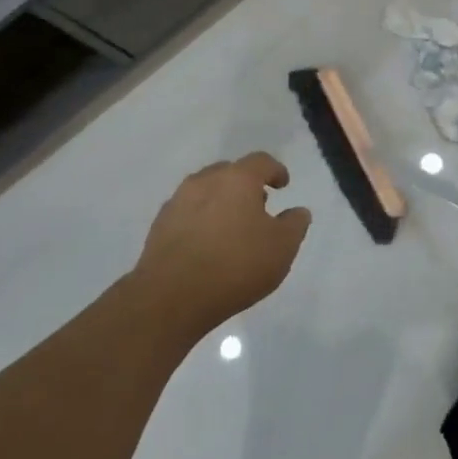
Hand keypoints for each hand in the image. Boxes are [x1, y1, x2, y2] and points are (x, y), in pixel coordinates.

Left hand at [134, 154, 311, 338]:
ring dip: (221, 201)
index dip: (275, 170)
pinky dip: (201, 220)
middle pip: (230, 172)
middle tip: (258, 206)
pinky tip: (207, 244)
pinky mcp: (159, 225)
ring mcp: (178, 201)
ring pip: (206, 191)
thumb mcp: (281, 248)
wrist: (171, 297)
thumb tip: (298, 211)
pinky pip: (187, 212)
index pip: (261, 162)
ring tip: (231, 227)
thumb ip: (295, 225)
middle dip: (246, 185)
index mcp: (237, 179)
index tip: (283, 185)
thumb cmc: (236, 265)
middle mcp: (205, 181)